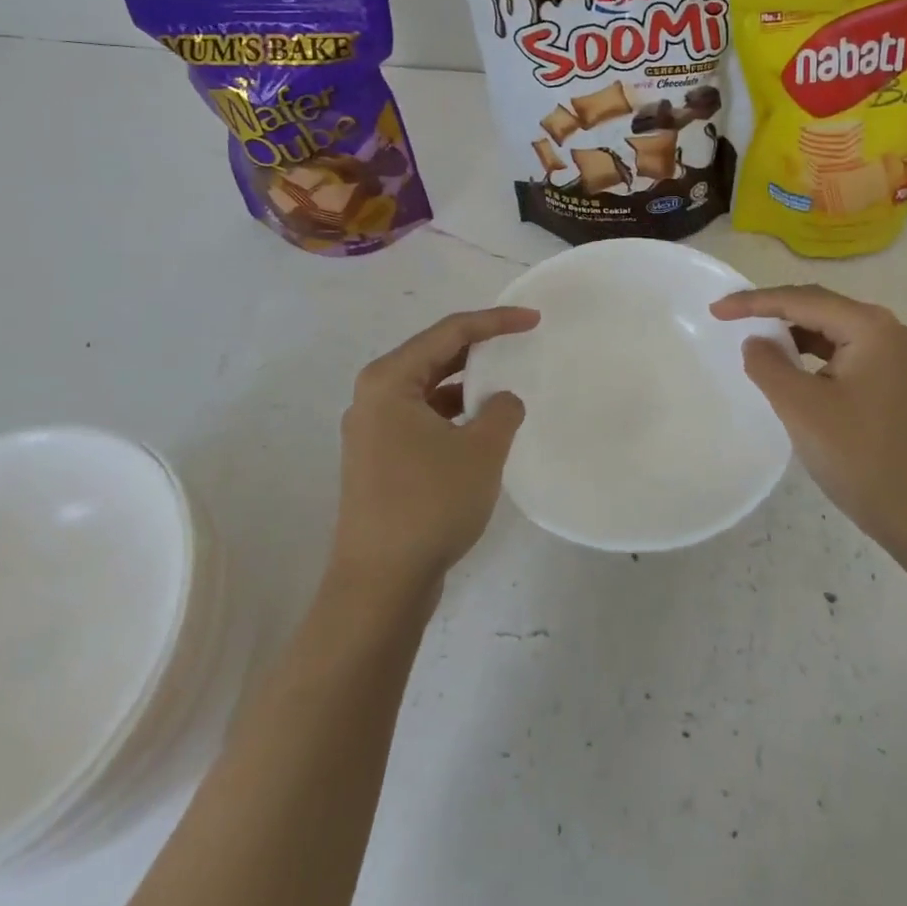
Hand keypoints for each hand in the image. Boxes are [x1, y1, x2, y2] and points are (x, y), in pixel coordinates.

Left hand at [334, 306, 539, 592]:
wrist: (380, 585)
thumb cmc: (429, 504)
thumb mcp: (481, 450)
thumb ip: (502, 411)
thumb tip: (503, 401)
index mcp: (389, 380)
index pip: (449, 332)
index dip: (495, 321)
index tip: (533, 320)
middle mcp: (373, 397)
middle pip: (433, 355)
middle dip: (479, 348)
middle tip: (520, 342)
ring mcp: (372, 431)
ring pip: (428, 389)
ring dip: (466, 383)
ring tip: (506, 383)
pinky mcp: (379, 459)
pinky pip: (422, 417)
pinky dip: (453, 413)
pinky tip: (481, 426)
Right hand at [711, 284, 906, 552]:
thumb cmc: (861, 456)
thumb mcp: (802, 407)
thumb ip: (769, 365)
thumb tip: (756, 341)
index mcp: (869, 327)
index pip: (801, 300)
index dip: (754, 302)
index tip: (715, 310)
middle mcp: (886, 330)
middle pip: (818, 306)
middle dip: (772, 309)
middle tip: (728, 316)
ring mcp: (892, 356)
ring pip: (829, 329)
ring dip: (791, 331)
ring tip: (752, 338)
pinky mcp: (890, 380)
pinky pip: (840, 352)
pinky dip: (810, 353)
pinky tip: (788, 366)